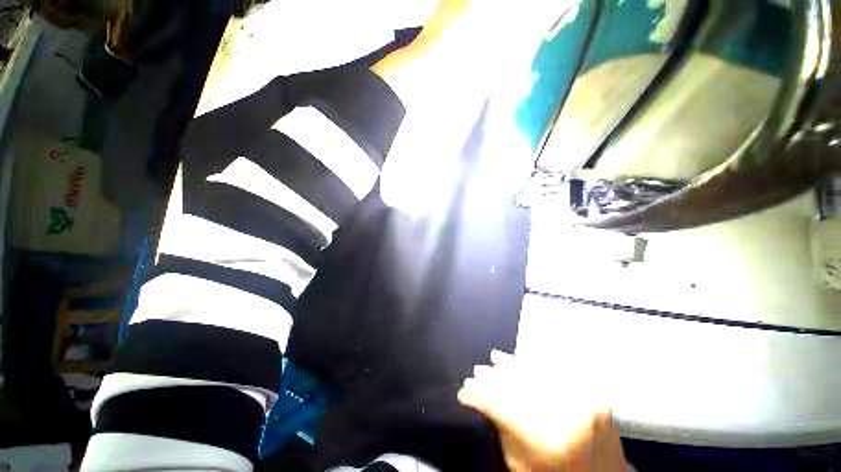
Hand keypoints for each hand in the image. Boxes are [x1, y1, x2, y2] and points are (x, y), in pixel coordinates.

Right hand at [458, 350, 626, 471]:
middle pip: (518, 385)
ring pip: (537, 374)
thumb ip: (502, 428)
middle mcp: (569, 416)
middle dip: (492, 379)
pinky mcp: (593, 397)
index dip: (478, 396)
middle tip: (475, 374)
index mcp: (548, 441)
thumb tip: (481, 398)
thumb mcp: (521, 465)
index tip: (463, 392)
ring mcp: (585, 403)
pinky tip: (519, 361)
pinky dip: (533, 366)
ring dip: (510, 366)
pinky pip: (555, 374)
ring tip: (493, 358)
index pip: (502, 406)